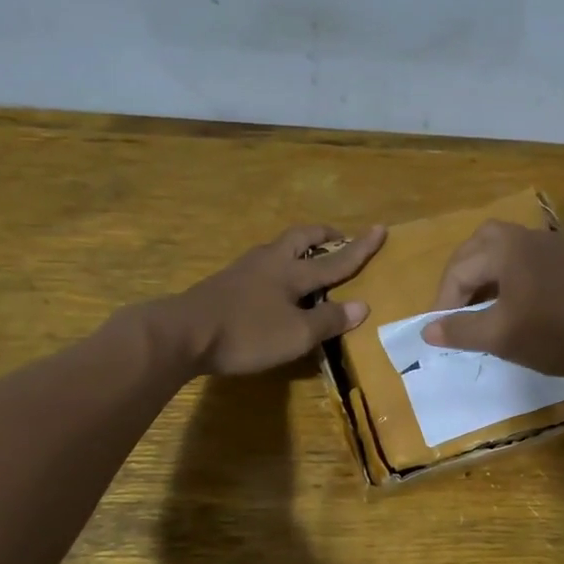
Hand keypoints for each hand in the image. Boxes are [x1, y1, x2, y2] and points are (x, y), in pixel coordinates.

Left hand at [159, 224, 385, 375]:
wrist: (183, 333)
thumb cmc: (247, 333)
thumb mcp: (296, 334)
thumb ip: (329, 320)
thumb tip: (362, 305)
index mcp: (292, 272)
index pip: (335, 259)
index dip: (360, 247)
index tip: (380, 228)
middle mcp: (270, 262)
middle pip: (301, 238)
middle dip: (324, 236)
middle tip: (338, 237)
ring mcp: (244, 270)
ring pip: (279, 248)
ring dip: (299, 248)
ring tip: (309, 259)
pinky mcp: (226, 284)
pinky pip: (263, 266)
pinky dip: (280, 266)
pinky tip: (275, 284)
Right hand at [421, 220, 563, 379]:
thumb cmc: (556, 334)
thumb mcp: (500, 336)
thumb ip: (460, 330)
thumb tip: (427, 330)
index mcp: (505, 247)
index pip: (458, 270)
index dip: (443, 303)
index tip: (439, 333)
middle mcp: (526, 236)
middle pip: (478, 246)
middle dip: (460, 277)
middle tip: (454, 309)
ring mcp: (552, 245)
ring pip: (503, 250)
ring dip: (484, 276)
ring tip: (479, 308)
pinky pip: (526, 260)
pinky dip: (508, 277)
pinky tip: (513, 305)